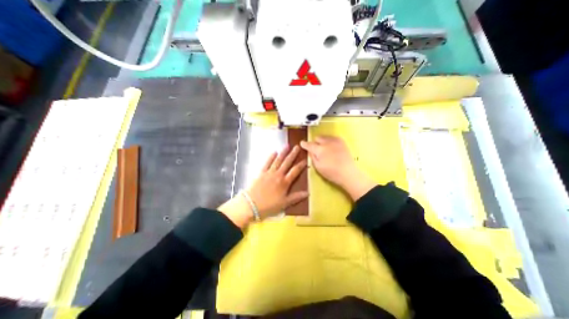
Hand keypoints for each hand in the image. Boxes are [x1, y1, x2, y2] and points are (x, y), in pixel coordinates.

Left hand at [218, 145, 306, 225]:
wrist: (251, 204)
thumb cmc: (269, 205)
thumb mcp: (285, 203)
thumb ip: (296, 197)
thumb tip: (308, 193)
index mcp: (285, 182)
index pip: (295, 171)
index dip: (301, 165)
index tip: (305, 159)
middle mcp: (278, 175)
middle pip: (287, 163)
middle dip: (293, 154)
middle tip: (297, 147)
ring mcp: (269, 172)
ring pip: (278, 160)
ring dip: (283, 153)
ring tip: (287, 145)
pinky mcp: (261, 172)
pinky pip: (267, 163)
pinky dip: (270, 157)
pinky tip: (274, 152)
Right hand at [299, 136, 376, 199]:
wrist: (348, 173)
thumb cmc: (331, 172)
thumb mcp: (318, 167)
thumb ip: (312, 157)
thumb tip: (309, 150)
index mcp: (319, 149)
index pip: (309, 144)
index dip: (304, 144)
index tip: (302, 143)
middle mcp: (327, 142)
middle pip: (317, 138)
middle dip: (315, 143)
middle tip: (316, 149)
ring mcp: (335, 141)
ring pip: (325, 137)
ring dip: (322, 141)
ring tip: (324, 149)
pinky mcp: (342, 142)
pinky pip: (332, 137)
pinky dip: (329, 141)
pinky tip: (331, 147)